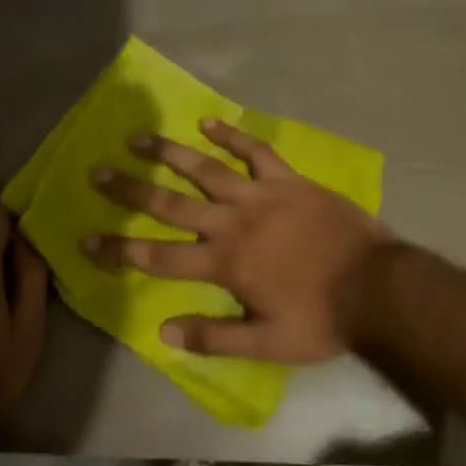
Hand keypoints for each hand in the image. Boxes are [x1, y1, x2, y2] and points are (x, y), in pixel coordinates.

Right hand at [85, 119, 390, 361]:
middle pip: (170, 204)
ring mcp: (261, 196)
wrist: (377, 287)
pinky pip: (256, 150)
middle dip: (131, 190)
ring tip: (138, 139)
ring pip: (205, 169)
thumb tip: (164, 332)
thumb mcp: (267, 343)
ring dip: (169, 154)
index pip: (159, 257)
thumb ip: (214, 337)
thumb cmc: (321, 319)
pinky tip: (209, 122)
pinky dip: (232, 135)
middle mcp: (233, 223)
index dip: (120, 249)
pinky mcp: (289, 180)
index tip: (87, 239)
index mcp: (224, 263)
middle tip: (98, 172)